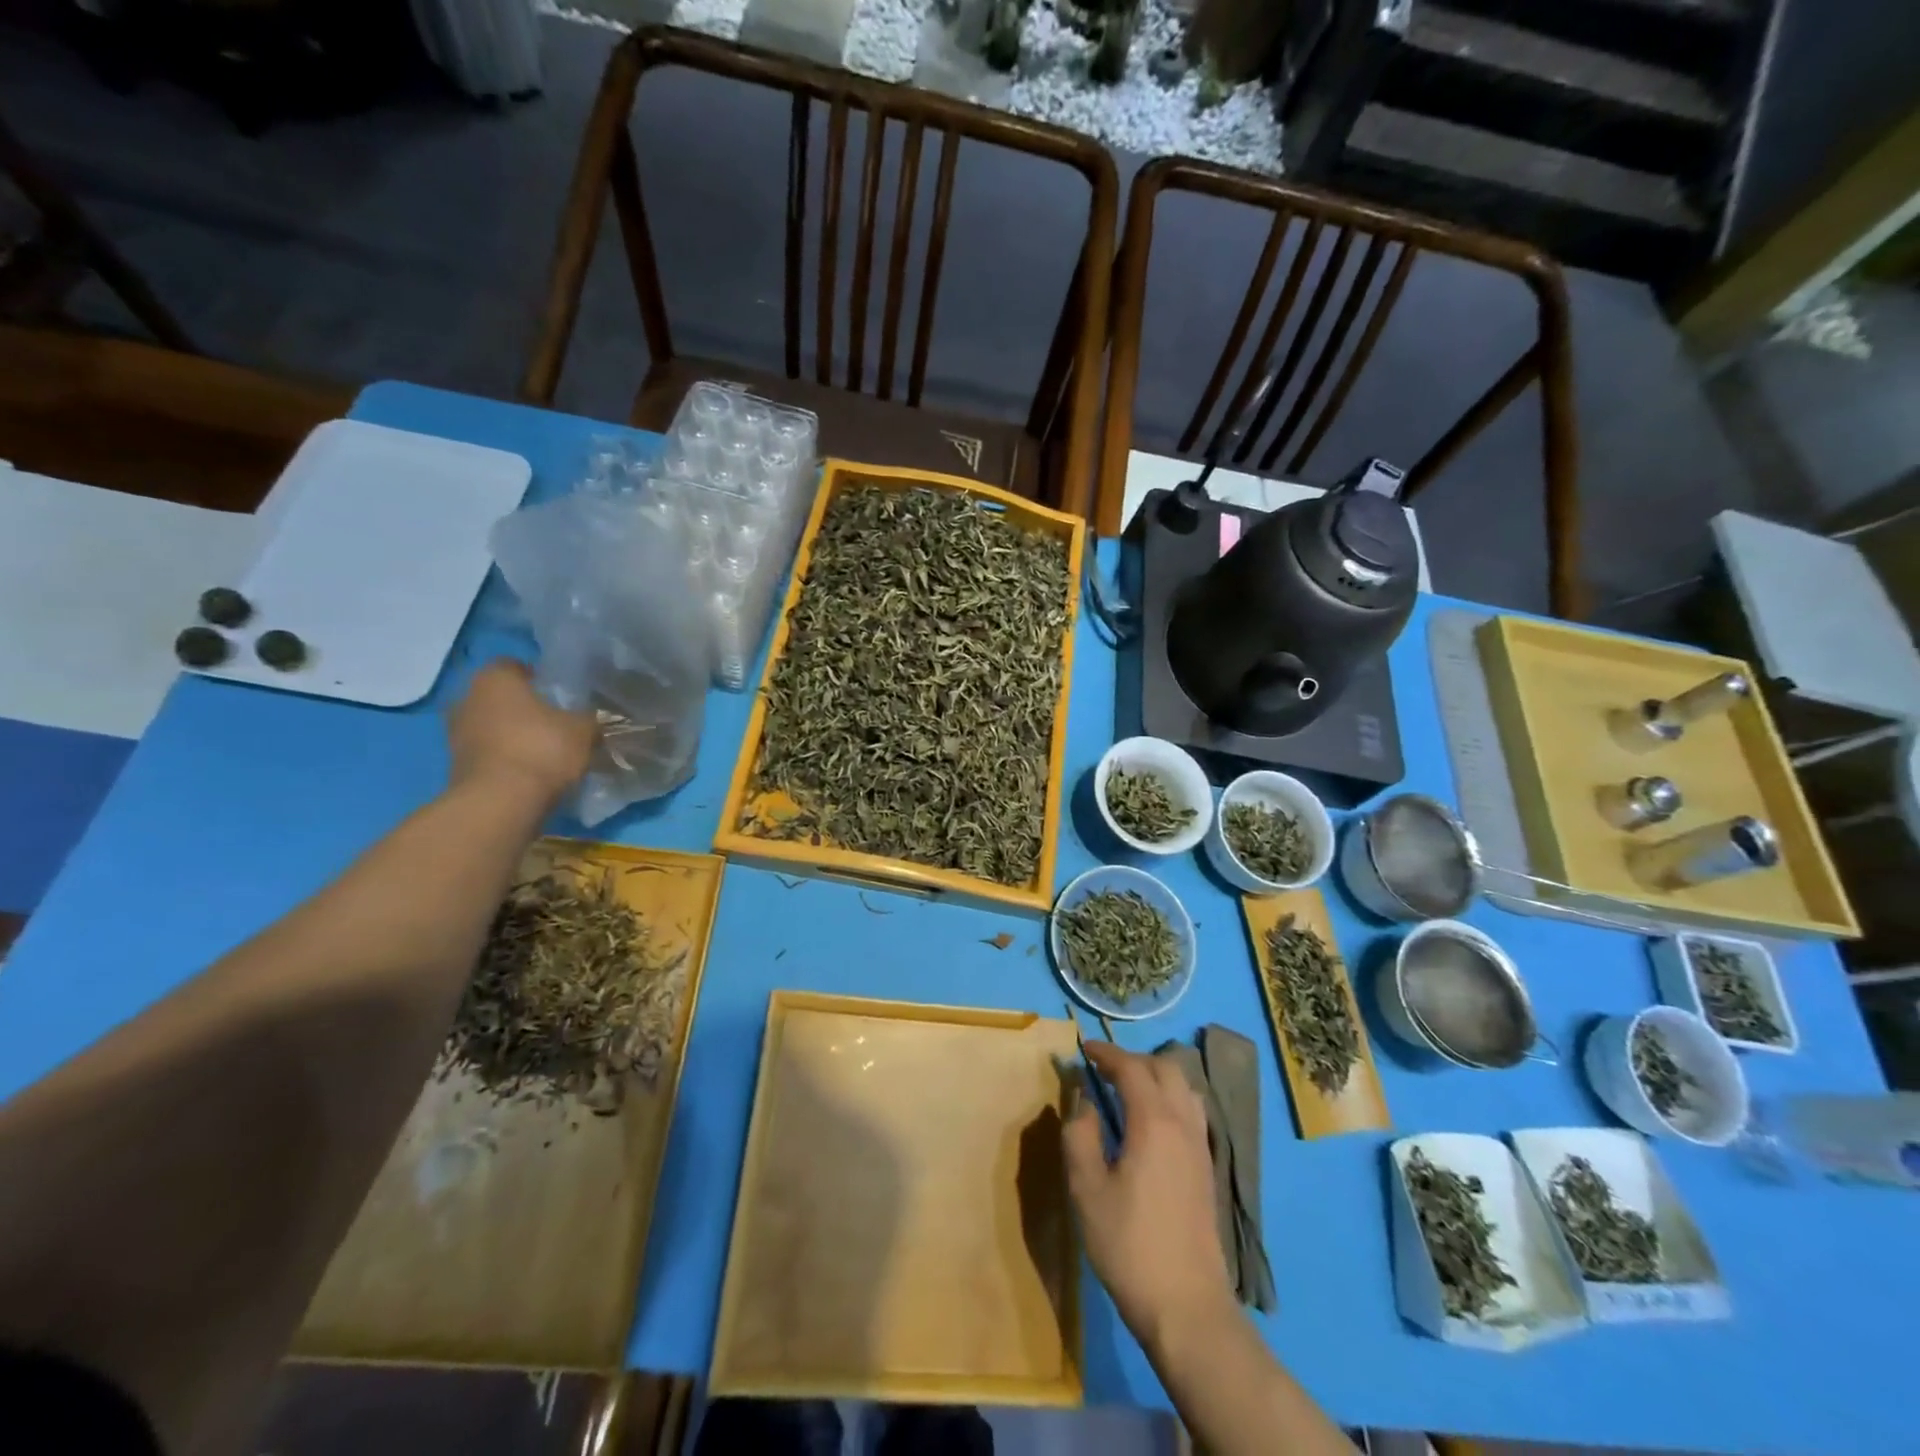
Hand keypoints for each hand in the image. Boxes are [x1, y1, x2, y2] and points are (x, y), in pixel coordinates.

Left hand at [446, 659, 595, 804]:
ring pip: (492, 725)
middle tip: (555, 721)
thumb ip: (588, 718)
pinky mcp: (457, 765)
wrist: (501, 802)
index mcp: (495, 679)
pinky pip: (488, 752)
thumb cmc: (542, 749)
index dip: (538, 677)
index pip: (514, 665)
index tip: (559, 693)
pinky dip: (506, 757)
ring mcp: (456, 733)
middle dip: (524, 707)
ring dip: (513, 734)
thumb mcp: (583, 729)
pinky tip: (531, 770)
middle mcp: (467, 698)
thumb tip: (592, 719)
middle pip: (500, 696)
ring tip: (545, 749)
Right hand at [1063, 1042, 1235, 1350]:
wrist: (1187, 1307)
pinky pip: (1192, 1111)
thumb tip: (1084, 1102)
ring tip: (1127, 1091)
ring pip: (1184, 1088)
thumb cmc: (1129, 1245)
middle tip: (1102, 1070)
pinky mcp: (1208, 1169)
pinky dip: (1170, 1099)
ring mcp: (1201, 1146)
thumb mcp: (1087, 1189)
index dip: (1106, 1053)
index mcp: (1155, 1122)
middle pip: (1165, 1068)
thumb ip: (1080, 1135)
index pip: (1131, 1067)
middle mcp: (1184, 1124)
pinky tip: (1151, 1123)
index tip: (1083, 1049)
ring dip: (1155, 1077)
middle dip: (1133, 1060)